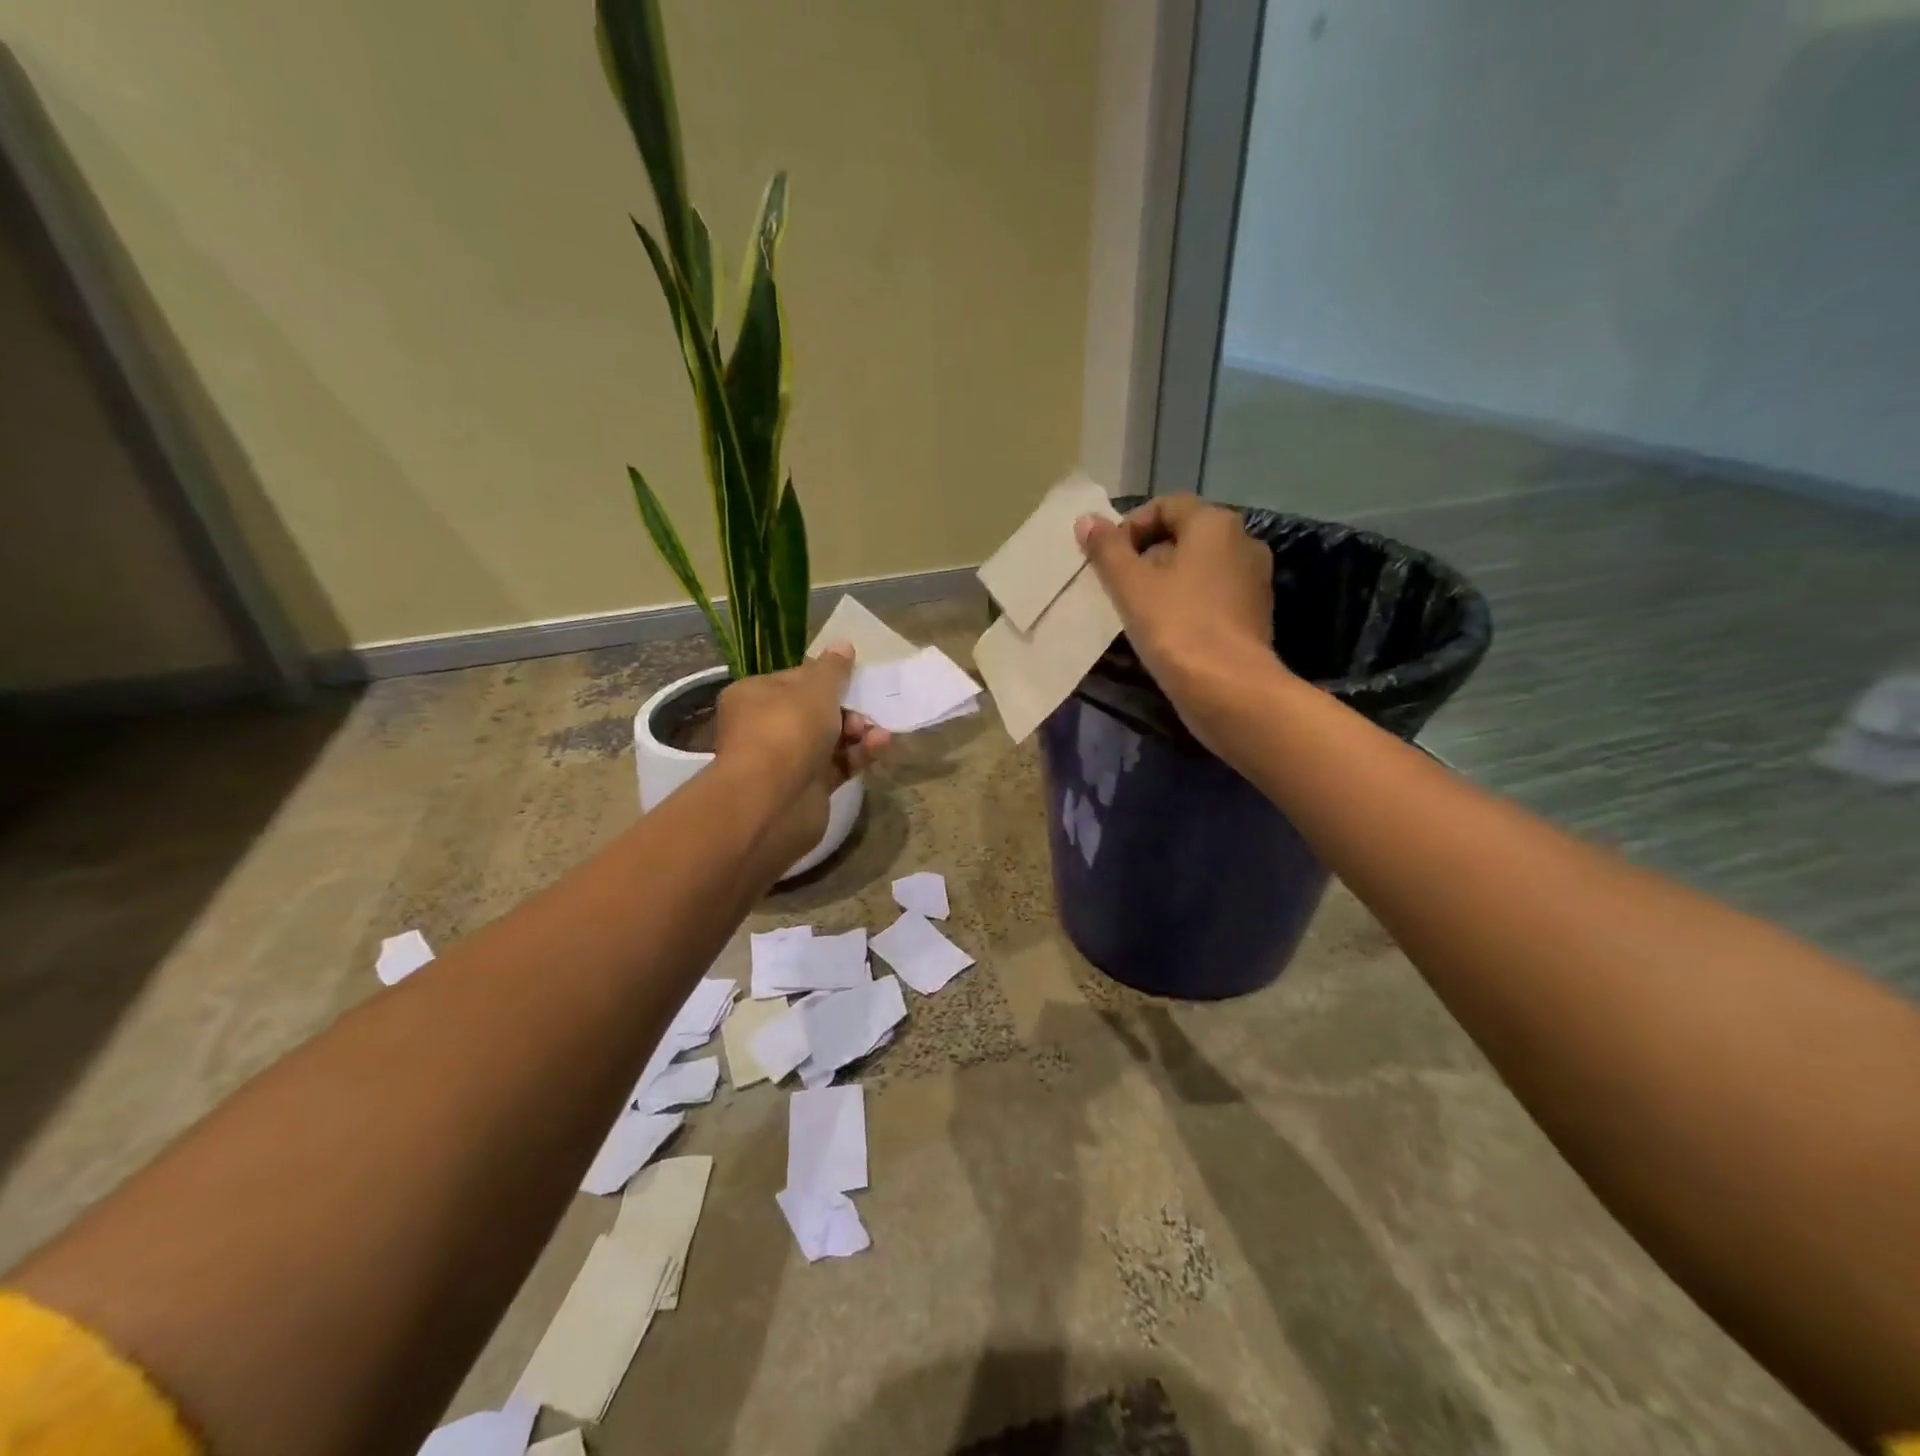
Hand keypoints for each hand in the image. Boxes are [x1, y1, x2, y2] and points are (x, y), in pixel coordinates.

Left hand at [713, 645, 889, 868]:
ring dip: (858, 733)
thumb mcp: (815, 688)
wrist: (773, 801)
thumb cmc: (788, 729)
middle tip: (863, 711)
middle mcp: (766, 727)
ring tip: (876, 732)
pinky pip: (838, 765)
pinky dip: (858, 755)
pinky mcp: (808, 789)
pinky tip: (879, 746)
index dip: (826, 678)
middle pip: (815, 711)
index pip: (795, 680)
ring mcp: (787, 761)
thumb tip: (843, 645)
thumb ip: (833, 669)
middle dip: (846, 709)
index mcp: (755, 696)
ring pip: (830, 740)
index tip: (853, 678)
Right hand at [1076, 495, 1278, 751]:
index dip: (1131, 526)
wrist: (1229, 689)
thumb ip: (1107, 549)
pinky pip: (1212, 595)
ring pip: (1199, 568)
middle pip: (1184, 535)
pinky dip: (1188, 603)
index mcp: (1215, 524)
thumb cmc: (1176, 627)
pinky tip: (1166, 631)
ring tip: (1138, 611)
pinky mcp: (1254, 614)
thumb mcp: (1130, 585)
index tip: (1108, 559)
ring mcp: (1254, 580)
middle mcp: (1243, 542)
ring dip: (1166, 581)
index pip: (1166, 505)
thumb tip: (1087, 520)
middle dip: (1146, 555)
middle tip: (1119, 587)